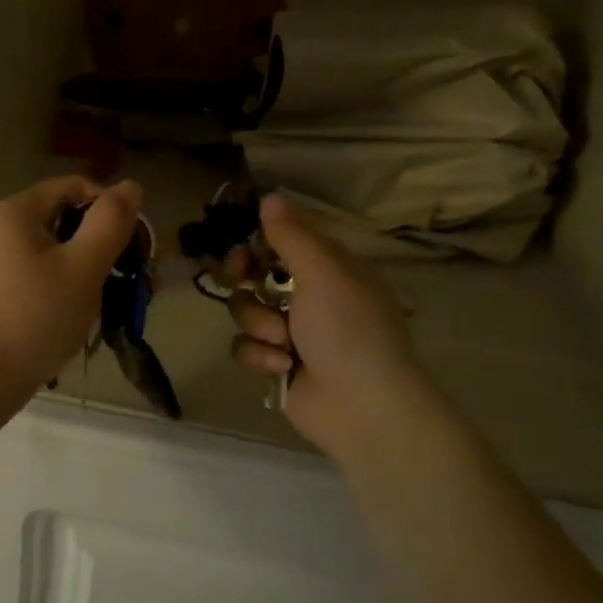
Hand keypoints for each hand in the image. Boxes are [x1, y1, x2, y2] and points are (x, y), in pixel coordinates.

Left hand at [0, 175, 141, 405]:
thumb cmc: (34, 318)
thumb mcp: (83, 268)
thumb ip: (110, 223)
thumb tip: (130, 185)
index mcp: (13, 211)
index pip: (75, 187)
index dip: (110, 210)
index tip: (132, 248)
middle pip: (61, 221)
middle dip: (100, 248)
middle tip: (127, 284)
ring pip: (48, 254)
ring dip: (82, 273)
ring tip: (104, 309)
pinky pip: (30, 277)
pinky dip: (56, 290)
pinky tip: (69, 320)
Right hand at [228, 194, 427, 460]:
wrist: (362, 406)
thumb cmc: (348, 329)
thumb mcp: (323, 272)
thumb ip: (292, 235)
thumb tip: (270, 196)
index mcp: (329, 268)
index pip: (283, 240)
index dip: (258, 241)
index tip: (243, 245)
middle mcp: (310, 296)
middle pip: (256, 274)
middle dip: (246, 280)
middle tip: (241, 280)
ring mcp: (292, 332)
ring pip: (247, 310)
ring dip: (259, 323)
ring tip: (283, 342)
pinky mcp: (277, 364)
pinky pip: (247, 346)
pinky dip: (261, 355)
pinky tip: (283, 367)